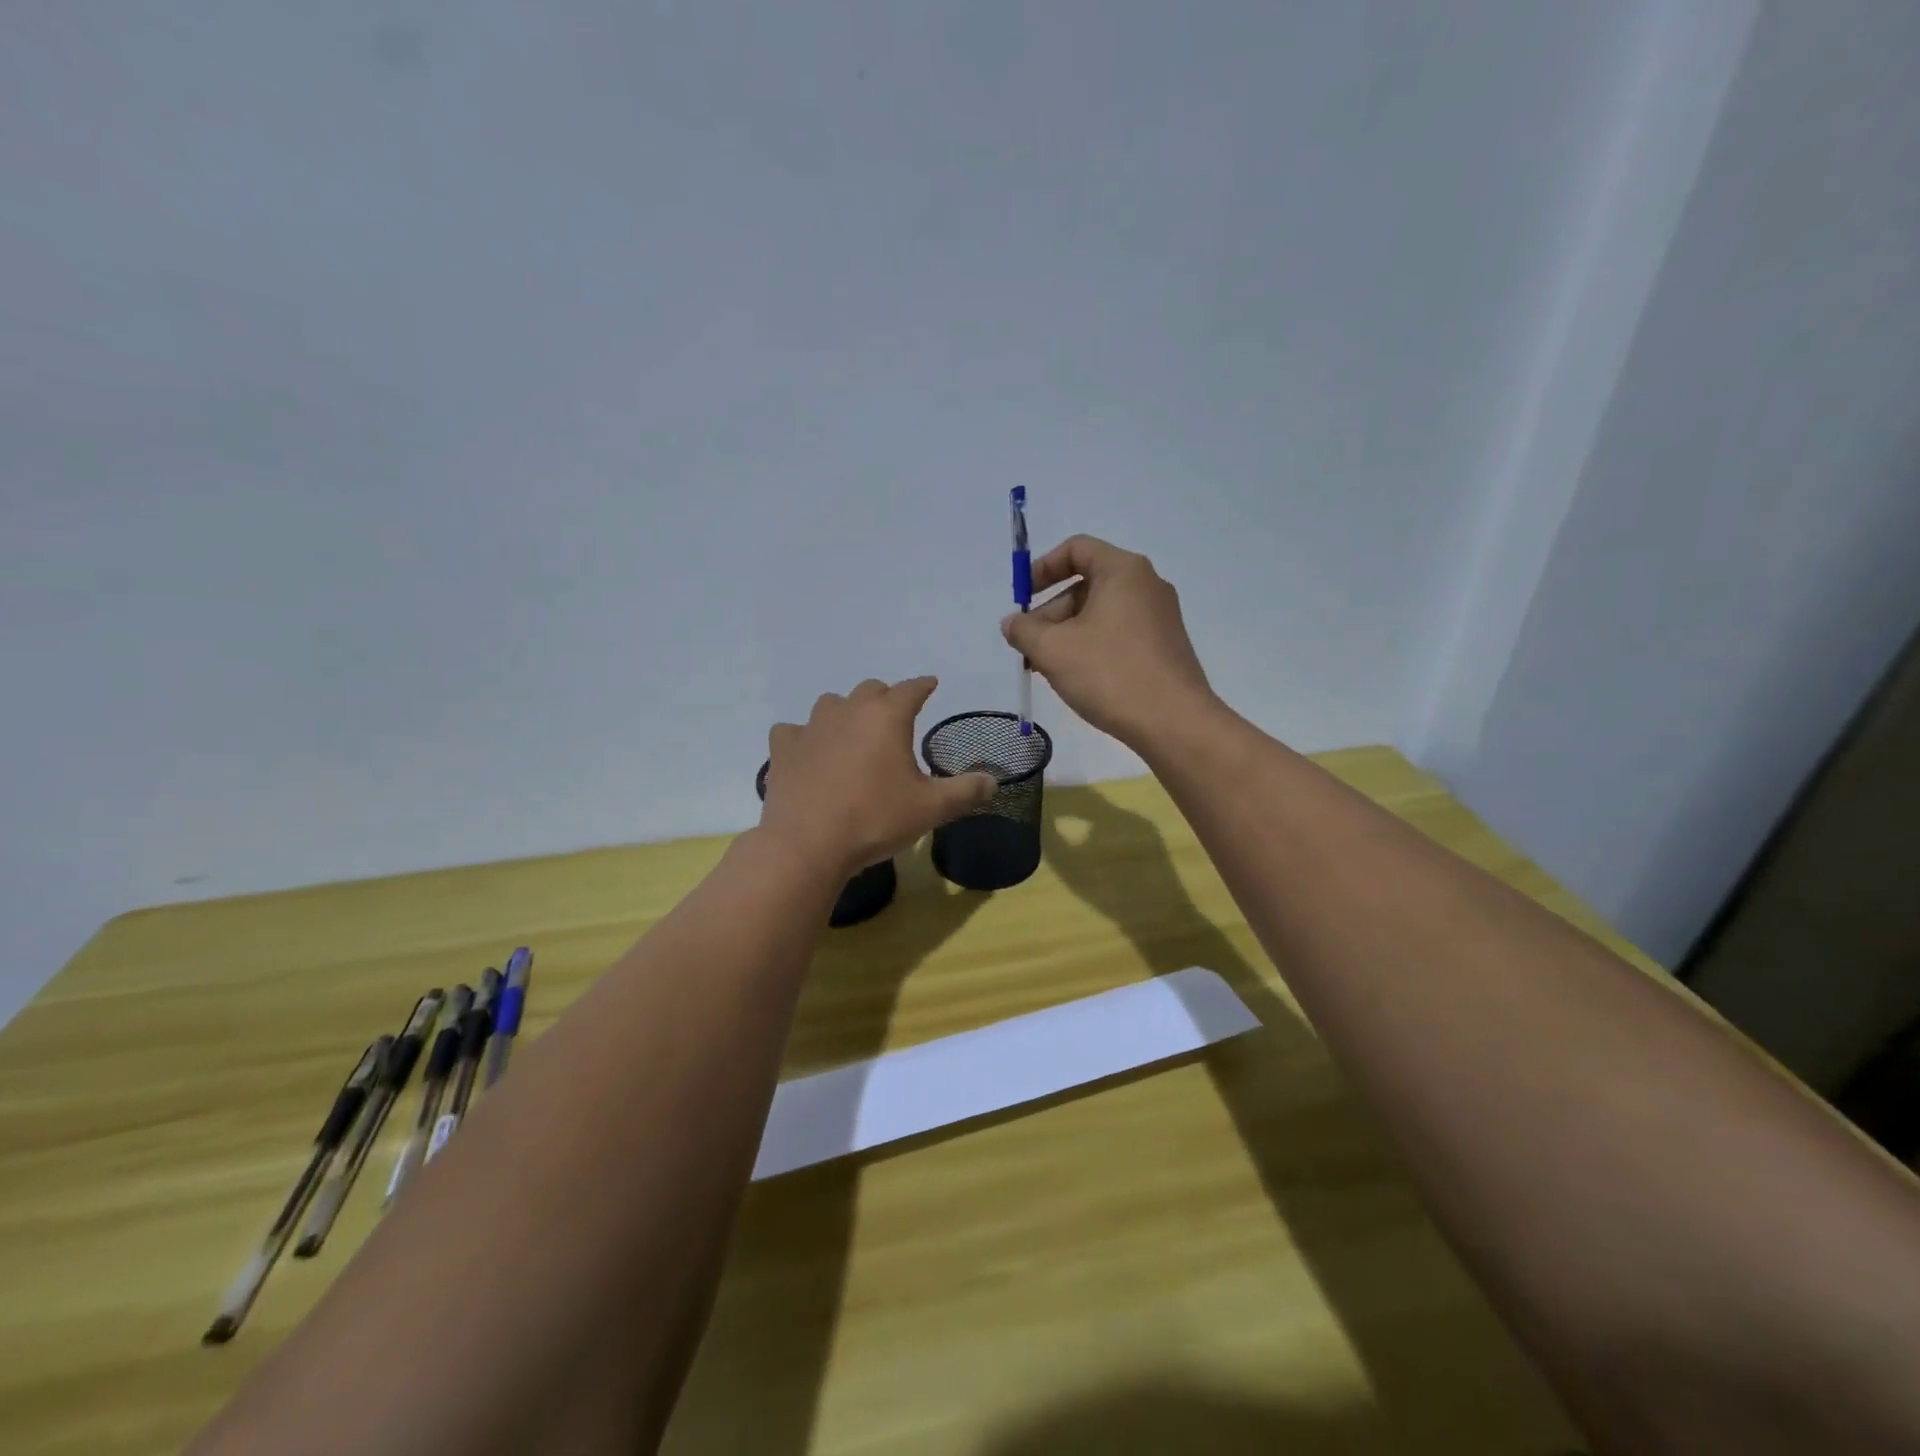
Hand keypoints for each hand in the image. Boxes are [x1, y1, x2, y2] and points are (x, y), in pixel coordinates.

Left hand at [760, 677, 996, 876]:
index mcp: (887, 716)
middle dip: (885, 698)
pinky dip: (805, 737)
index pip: (911, 689)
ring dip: (845, 712)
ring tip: (852, 734)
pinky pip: (794, 730)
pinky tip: (810, 753)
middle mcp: (848, 711)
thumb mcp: (930, 809)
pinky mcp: (783, 749)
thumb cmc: (875, 820)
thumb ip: (964, 792)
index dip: (923, 686)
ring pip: (831, 704)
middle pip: (870, 689)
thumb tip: (993, 782)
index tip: (930, 685)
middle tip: (894, 718)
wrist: (807, 844)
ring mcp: (811, 727)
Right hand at [1002, 535, 1216, 749]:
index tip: (1021, 599)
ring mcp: (1159, 617)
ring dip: (1066, 635)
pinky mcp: (1164, 647)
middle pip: (1086, 584)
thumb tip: (1012, 623)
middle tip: (1027, 647)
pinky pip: (1118, 634)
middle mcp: (1146, 585)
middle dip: (1049, 613)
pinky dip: (1090, 647)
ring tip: (1044, 669)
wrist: (1174, 723)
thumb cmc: (1110, 674)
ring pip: (1100, 614)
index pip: (1076, 549)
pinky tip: (1075, 678)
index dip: (1041, 568)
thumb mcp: (1053, 650)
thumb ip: (1023, 630)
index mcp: (1123, 570)